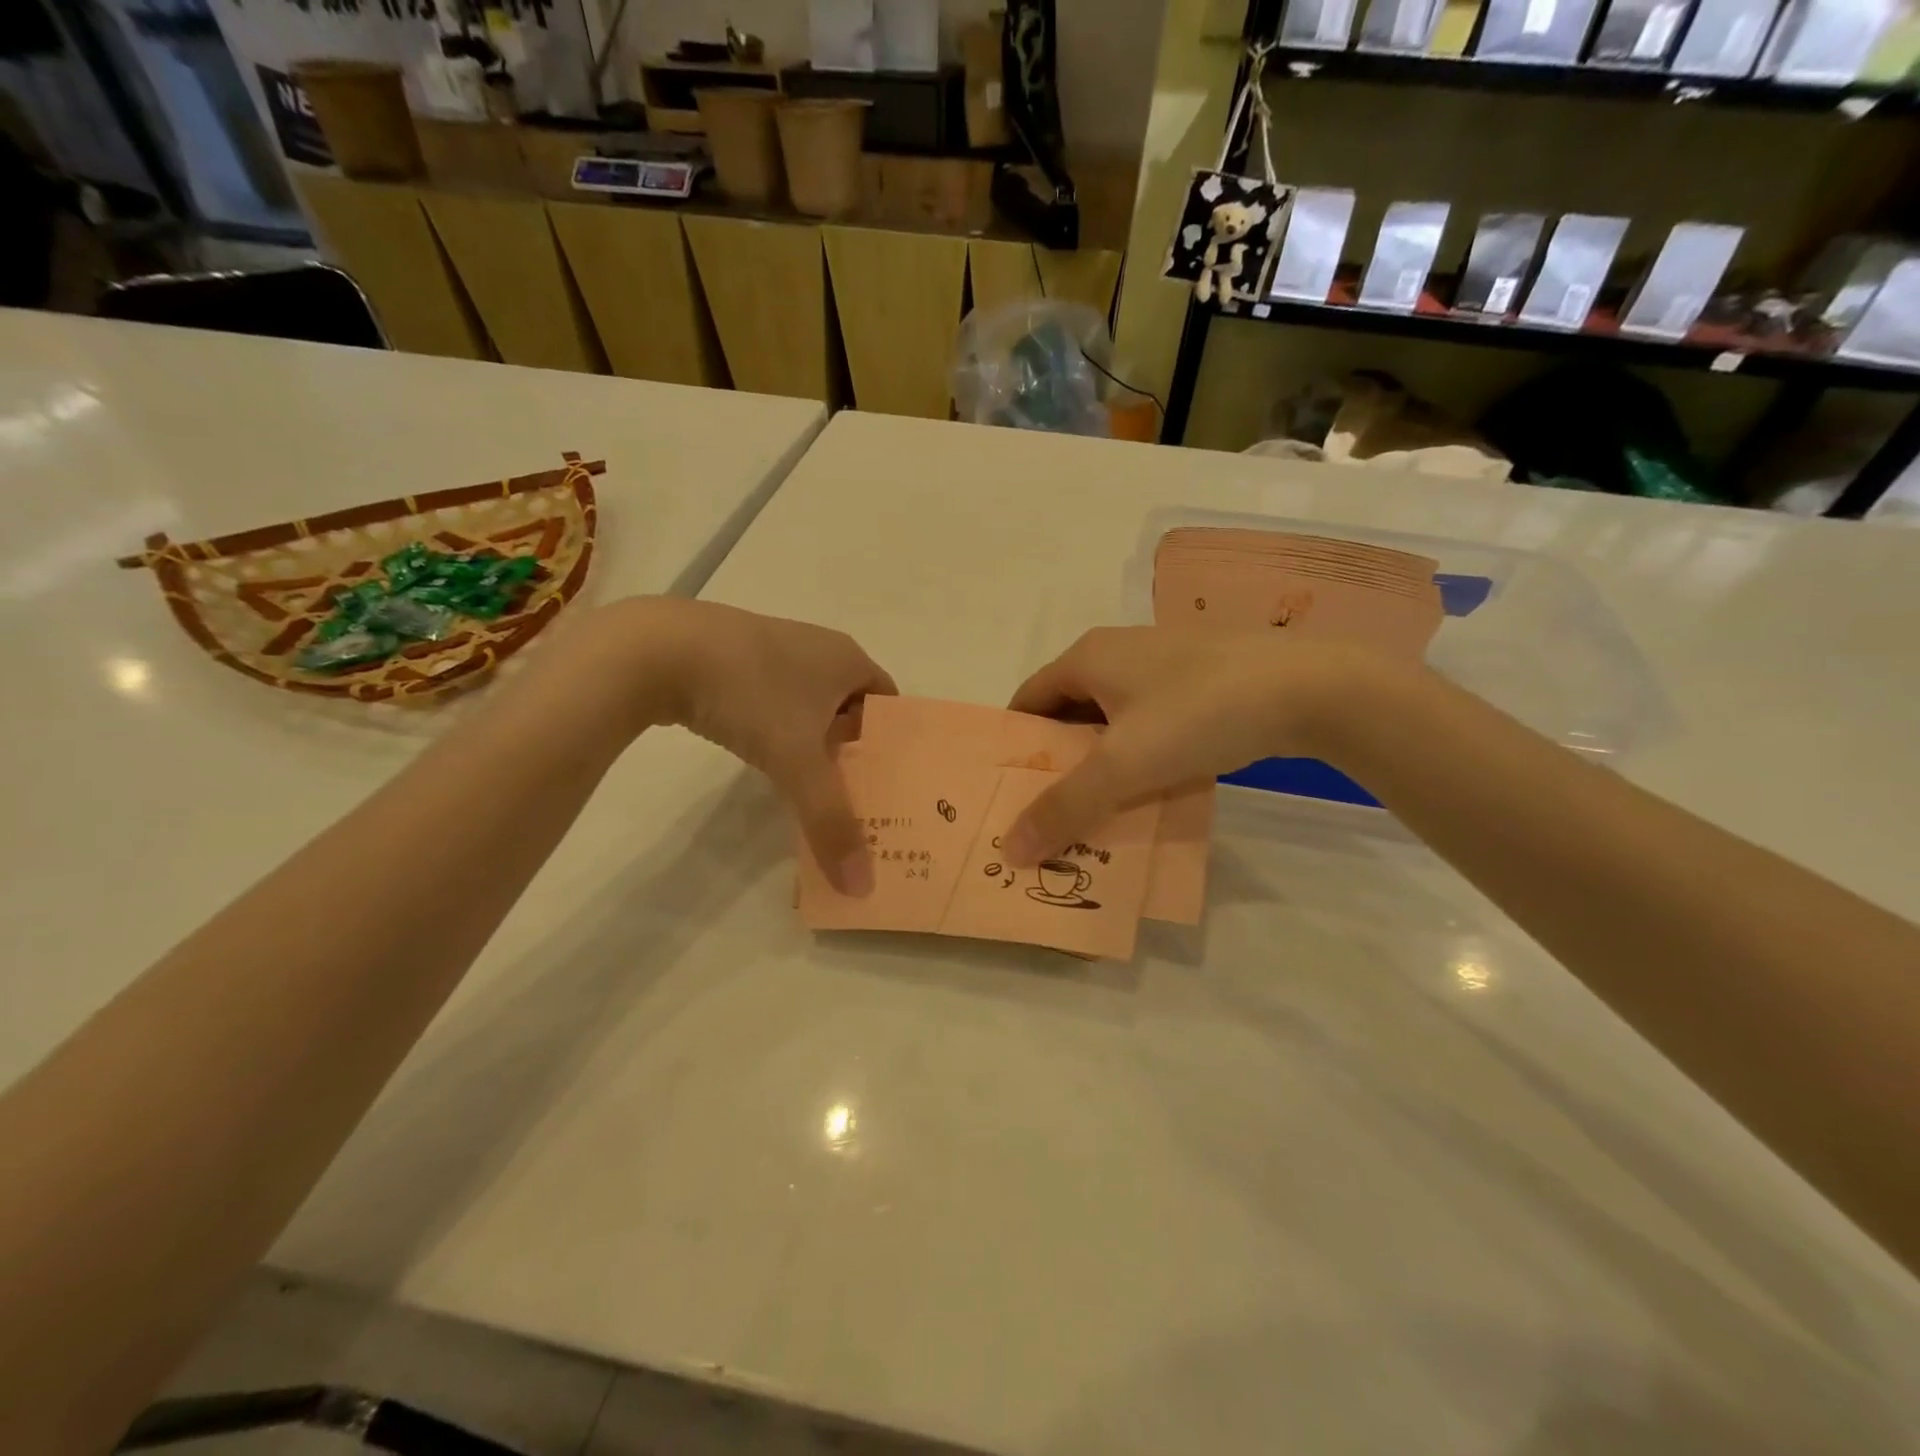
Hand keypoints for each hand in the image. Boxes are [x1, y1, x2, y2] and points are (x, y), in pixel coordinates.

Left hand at [571, 599, 895, 891]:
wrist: (659, 649)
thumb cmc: (751, 694)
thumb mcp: (797, 761)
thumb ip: (830, 821)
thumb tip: (860, 885)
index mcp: (848, 659)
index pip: (887, 703)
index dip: (890, 744)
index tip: (886, 786)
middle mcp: (819, 647)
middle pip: (850, 706)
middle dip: (852, 750)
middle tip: (854, 797)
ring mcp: (775, 648)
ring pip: (810, 704)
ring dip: (813, 742)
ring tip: (811, 786)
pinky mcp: (735, 657)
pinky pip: (775, 699)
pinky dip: (778, 730)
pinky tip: (763, 757)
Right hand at [1002, 627, 1385, 862]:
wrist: (1312, 687)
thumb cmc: (1200, 712)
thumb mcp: (1124, 765)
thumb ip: (1064, 807)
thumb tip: (1009, 850)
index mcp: (1088, 657)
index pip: (1027, 701)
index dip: (1013, 746)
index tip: (1009, 793)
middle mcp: (1118, 651)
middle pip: (1068, 712)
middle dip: (1056, 762)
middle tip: (1049, 813)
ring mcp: (1164, 664)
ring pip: (1112, 720)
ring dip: (1100, 762)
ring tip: (1095, 812)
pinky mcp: (1201, 681)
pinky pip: (1150, 722)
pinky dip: (1139, 754)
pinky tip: (1150, 789)